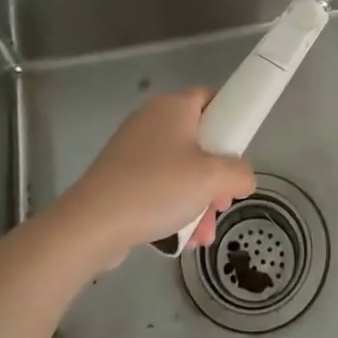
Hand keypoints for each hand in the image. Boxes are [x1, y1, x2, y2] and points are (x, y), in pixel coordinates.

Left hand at [53, 88, 256, 268]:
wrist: (93, 223)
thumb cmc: (158, 188)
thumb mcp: (212, 179)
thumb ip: (239, 173)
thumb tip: (244, 178)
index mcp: (174, 106)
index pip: (212, 99)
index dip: (230, 122)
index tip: (238, 155)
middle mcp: (152, 118)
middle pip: (199, 140)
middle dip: (215, 176)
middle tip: (222, 202)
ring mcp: (133, 148)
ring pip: (180, 168)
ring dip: (198, 200)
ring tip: (202, 234)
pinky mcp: (120, 175)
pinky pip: (159, 184)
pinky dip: (173, 206)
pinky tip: (181, 238)